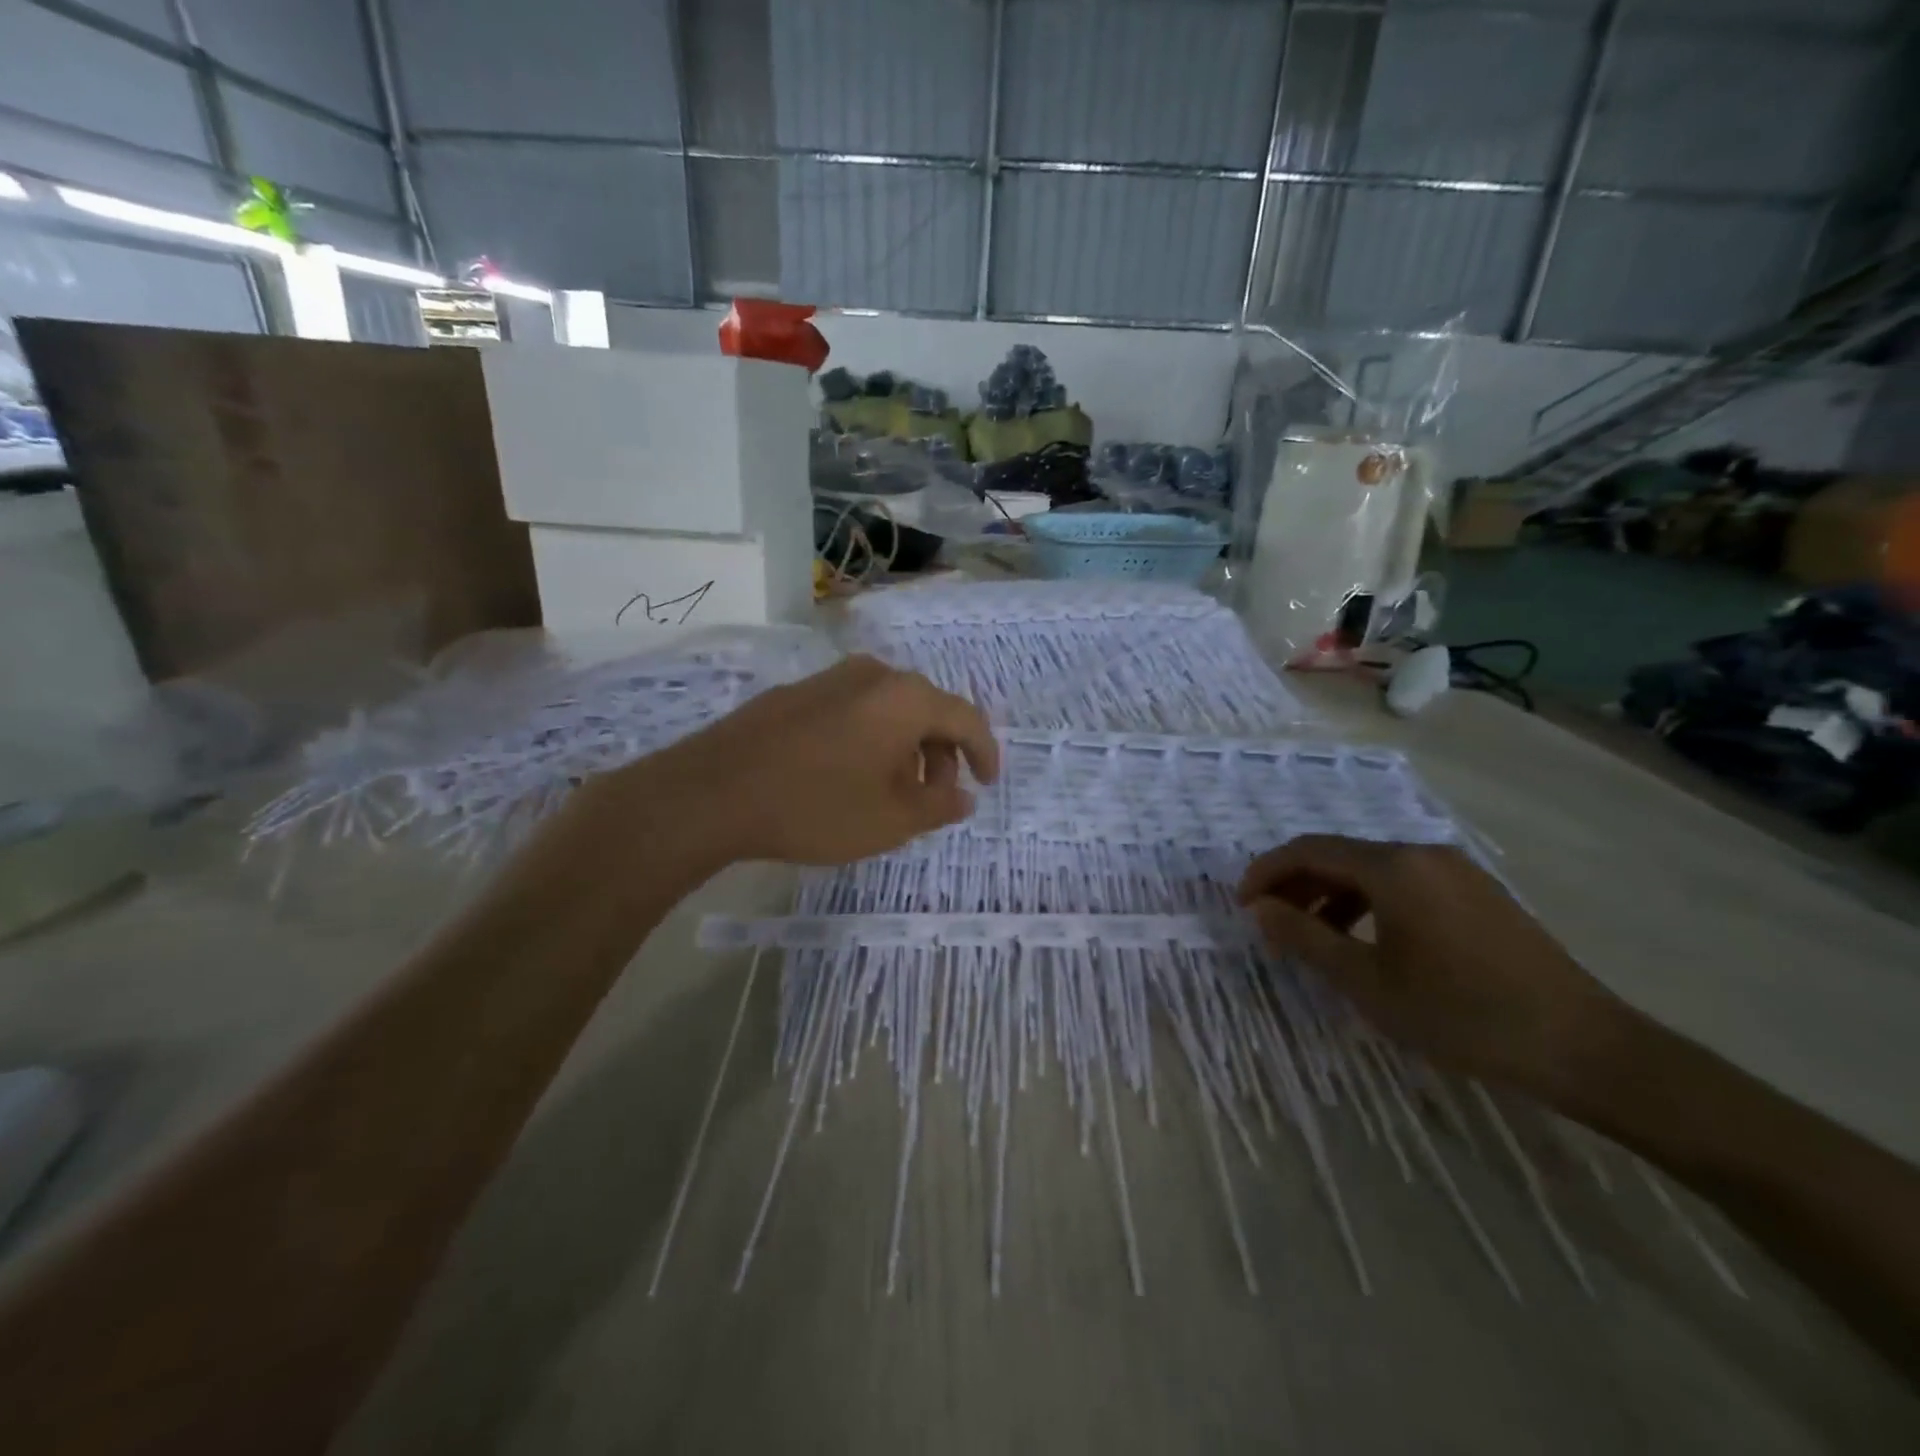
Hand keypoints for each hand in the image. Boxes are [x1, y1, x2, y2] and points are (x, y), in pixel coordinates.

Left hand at [639, 655, 998, 867]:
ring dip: (904, 748)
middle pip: (927, 710)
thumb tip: (963, 796)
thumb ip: (939, 806)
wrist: (712, 792)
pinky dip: (870, 740)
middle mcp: (873, 675)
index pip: (965, 718)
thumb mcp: (890, 820)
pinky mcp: (797, 693)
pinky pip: (854, 711)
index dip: (984, 753)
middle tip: (935, 797)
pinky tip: (849, 776)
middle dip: (940, 755)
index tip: (987, 784)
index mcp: (905, 698)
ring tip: (892, 792)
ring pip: (888, 710)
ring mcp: (830, 679)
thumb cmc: (816, 807)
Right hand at [1238, 837, 1627, 1098]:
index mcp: (1392, 866)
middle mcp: (1422, 854)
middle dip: (1297, 885)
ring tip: (1313, 938)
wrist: (1583, 1047)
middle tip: (1270, 924)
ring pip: (1373, 871)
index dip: (1266, 872)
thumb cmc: (1460, 1013)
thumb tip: (1259, 908)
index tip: (1241, 905)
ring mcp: (1456, 872)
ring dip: (1331, 896)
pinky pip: (1405, 884)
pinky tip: (1367, 941)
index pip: (1308, 850)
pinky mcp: (1479, 895)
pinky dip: (1369, 903)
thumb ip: (1304, 938)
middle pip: (1340, 856)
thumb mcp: (1367, 981)